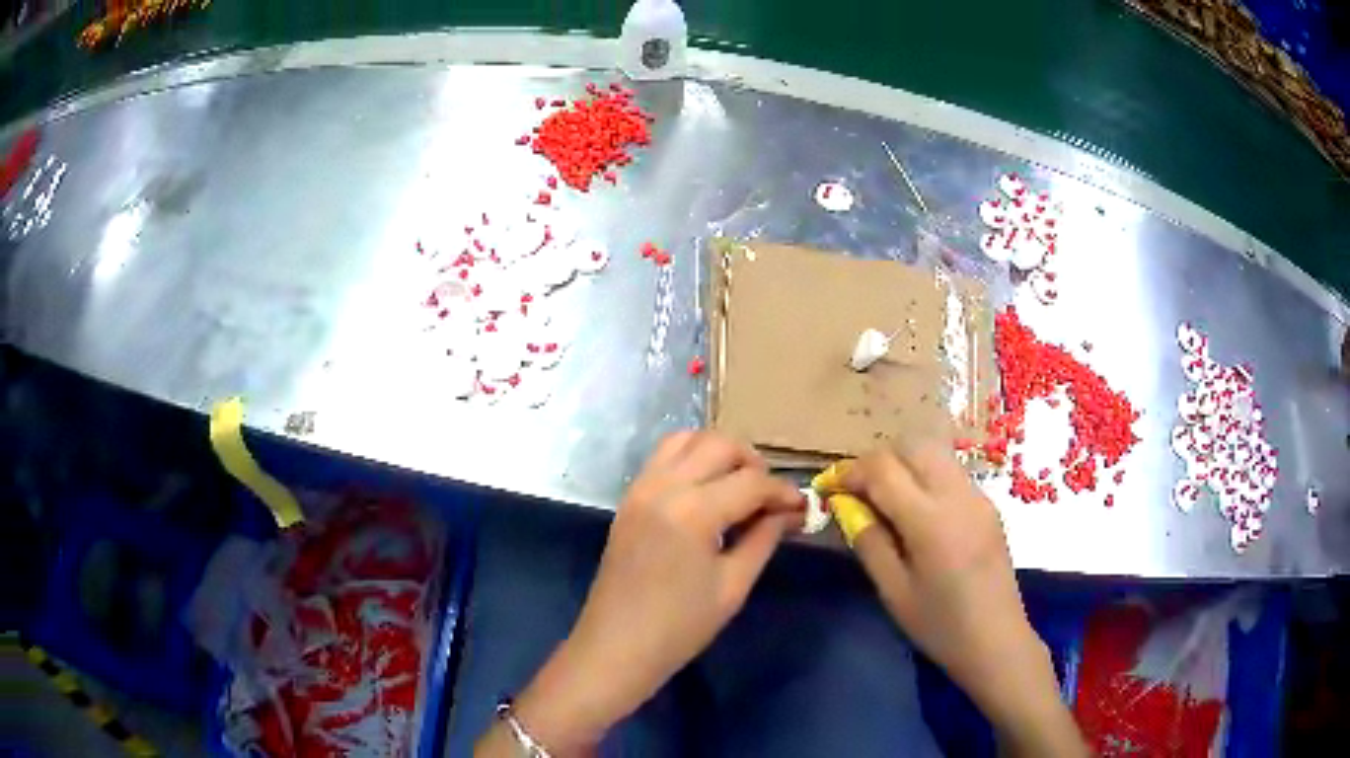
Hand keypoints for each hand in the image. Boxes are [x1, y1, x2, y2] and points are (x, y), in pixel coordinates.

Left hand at [478, 431, 803, 756]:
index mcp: (693, 510)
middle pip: (719, 445)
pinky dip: (692, 459)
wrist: (617, 647)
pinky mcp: (629, 497)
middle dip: (753, 464)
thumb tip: (791, 511)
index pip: (752, 481)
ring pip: (688, 439)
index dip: (784, 492)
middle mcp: (663, 485)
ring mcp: (641, 487)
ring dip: (720, 454)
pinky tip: (708, 493)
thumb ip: (764, 538)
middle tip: (770, 498)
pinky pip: (664, 457)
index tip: (803, 508)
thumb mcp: (733, 585)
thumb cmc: (680, 627)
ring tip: (739, 488)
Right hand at [834, 442, 1084, 756]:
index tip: (831, 489)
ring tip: (887, 501)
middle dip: (879, 460)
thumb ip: (869, 541)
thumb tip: (846, 506)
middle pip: (912, 446)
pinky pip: (951, 473)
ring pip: (934, 454)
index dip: (851, 472)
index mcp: (929, 519)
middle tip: (860, 492)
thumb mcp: (893, 591)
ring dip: (905, 465)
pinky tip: (919, 514)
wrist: (996, 640)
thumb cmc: (939, 625)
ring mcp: (978, 497)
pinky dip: (926, 477)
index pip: (883, 468)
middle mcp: (957, 495)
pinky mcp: (988, 505)